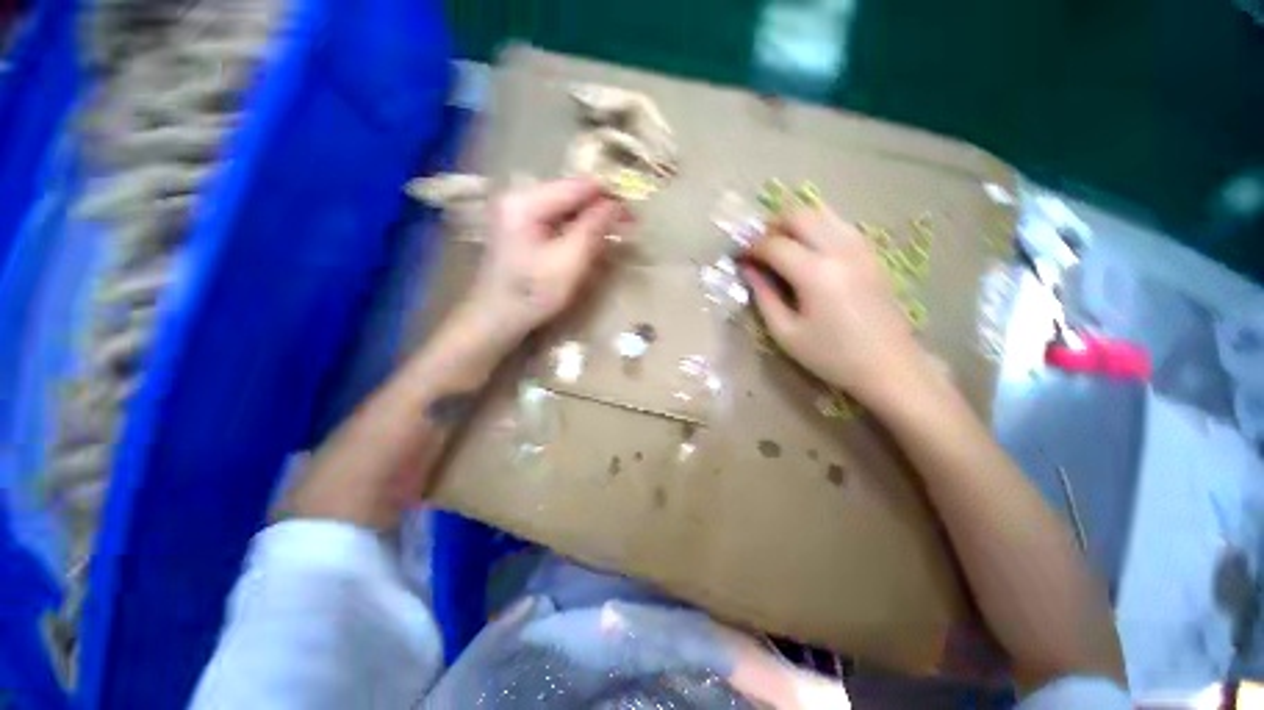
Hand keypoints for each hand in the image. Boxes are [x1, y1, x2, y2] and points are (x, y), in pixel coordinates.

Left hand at [459, 178, 627, 353]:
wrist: (495, 318)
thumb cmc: (532, 294)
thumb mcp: (568, 263)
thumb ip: (593, 230)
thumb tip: (616, 205)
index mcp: (526, 201)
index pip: (578, 186)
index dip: (609, 196)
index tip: (632, 216)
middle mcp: (518, 197)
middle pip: (570, 194)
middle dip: (599, 209)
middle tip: (625, 228)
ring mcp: (516, 211)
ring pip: (565, 207)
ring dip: (589, 220)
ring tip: (609, 237)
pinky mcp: (519, 226)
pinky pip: (555, 220)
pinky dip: (575, 229)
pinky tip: (586, 244)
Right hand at [742, 206, 927, 406]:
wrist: (889, 366)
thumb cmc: (831, 355)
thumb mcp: (785, 332)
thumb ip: (763, 296)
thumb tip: (747, 269)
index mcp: (815, 273)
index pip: (774, 244)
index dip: (750, 247)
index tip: (738, 257)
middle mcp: (839, 250)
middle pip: (799, 215)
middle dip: (771, 226)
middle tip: (757, 247)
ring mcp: (861, 248)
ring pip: (822, 213)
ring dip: (794, 223)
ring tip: (779, 246)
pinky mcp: (872, 253)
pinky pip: (839, 225)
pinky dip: (817, 228)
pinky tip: (808, 250)